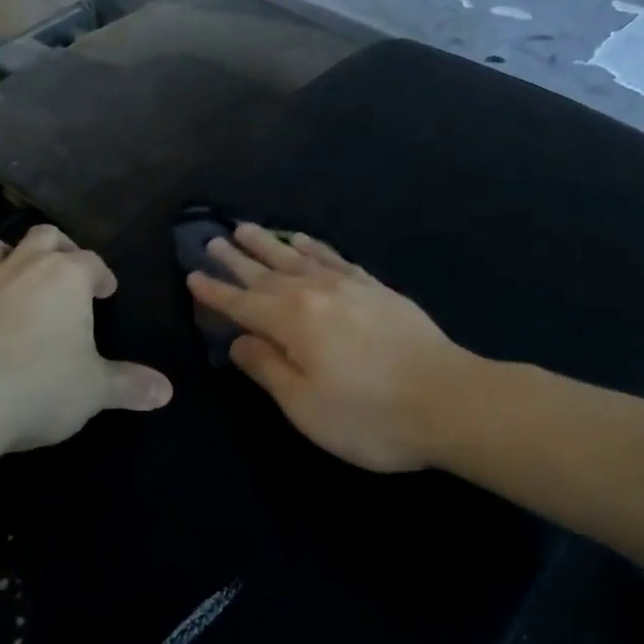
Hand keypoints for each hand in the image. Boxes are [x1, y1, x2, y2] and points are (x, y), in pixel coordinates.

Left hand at [0, 225, 171, 450]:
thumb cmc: (40, 384)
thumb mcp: (94, 390)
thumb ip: (129, 385)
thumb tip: (167, 391)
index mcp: (67, 277)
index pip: (92, 261)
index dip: (102, 275)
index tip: (106, 292)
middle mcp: (24, 266)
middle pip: (46, 236)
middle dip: (61, 249)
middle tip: (69, 274)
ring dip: (13, 255)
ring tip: (22, 280)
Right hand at [185, 224, 473, 471]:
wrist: (450, 401)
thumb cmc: (369, 415)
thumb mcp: (304, 405)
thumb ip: (267, 369)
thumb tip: (238, 342)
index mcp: (291, 321)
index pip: (242, 304)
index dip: (215, 293)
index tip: (192, 276)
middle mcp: (316, 293)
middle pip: (267, 272)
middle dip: (237, 259)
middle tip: (212, 241)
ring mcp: (350, 287)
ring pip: (299, 257)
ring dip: (270, 244)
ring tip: (247, 228)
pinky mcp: (378, 290)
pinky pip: (336, 259)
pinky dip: (316, 246)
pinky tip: (305, 240)